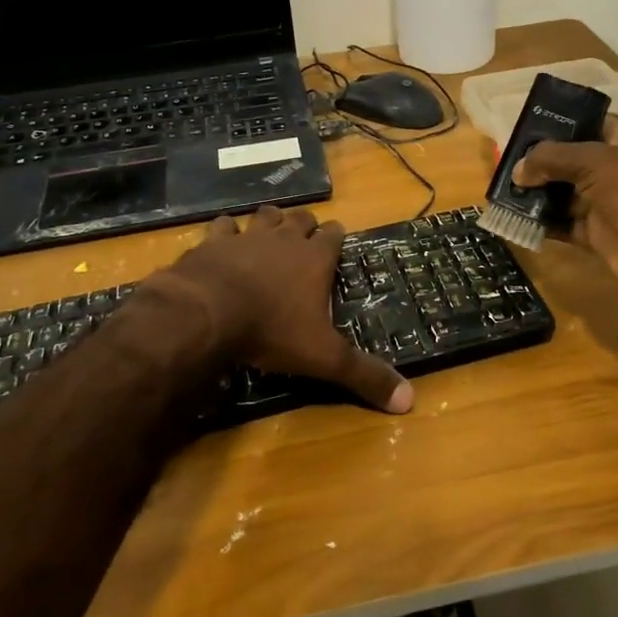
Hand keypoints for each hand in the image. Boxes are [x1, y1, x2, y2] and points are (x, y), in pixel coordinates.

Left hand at [153, 205, 413, 412]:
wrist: (209, 313)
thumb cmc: (272, 330)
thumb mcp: (324, 357)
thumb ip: (364, 375)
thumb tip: (409, 401)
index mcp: (315, 259)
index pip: (334, 235)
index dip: (336, 237)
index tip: (337, 241)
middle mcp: (284, 239)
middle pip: (300, 218)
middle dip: (305, 225)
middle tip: (305, 238)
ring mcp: (247, 236)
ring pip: (265, 215)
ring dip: (269, 221)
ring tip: (269, 231)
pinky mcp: (214, 242)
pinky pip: (223, 226)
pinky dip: (226, 231)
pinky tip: (225, 241)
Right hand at [511, 114, 617, 297]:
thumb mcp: (594, 160)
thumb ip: (551, 159)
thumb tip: (517, 170)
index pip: (583, 124)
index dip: (553, 128)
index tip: (519, 133)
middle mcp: (615, 166)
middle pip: (568, 160)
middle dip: (537, 164)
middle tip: (502, 165)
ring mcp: (606, 201)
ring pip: (562, 193)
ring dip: (535, 194)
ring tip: (501, 191)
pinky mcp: (598, 232)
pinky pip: (563, 223)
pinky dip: (541, 222)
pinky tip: (514, 218)